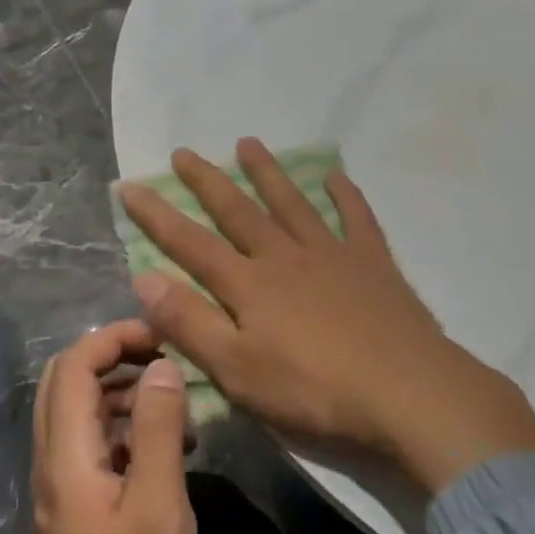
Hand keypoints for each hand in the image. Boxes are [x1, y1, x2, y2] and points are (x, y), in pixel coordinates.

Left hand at [8, 322, 195, 533]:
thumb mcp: (160, 508)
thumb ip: (160, 431)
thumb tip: (163, 367)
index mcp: (66, 457)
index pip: (72, 366)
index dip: (114, 338)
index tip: (163, 338)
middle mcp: (52, 462)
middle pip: (67, 382)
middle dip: (116, 358)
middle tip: (168, 362)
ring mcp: (60, 487)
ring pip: (80, 412)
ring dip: (124, 393)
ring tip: (178, 408)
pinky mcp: (75, 507)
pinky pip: (93, 444)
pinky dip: (126, 428)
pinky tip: (168, 449)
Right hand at [119, 139, 534, 493]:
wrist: (404, 390)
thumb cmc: (313, 390)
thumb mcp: (237, 370)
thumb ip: (190, 323)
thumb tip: (144, 277)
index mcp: (250, 285)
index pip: (191, 244)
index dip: (157, 215)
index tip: (130, 185)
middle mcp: (286, 257)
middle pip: (240, 212)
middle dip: (208, 182)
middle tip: (186, 152)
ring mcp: (333, 254)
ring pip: (292, 204)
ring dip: (268, 173)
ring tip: (248, 143)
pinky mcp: (373, 263)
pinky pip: (356, 218)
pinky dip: (345, 196)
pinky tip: (336, 177)